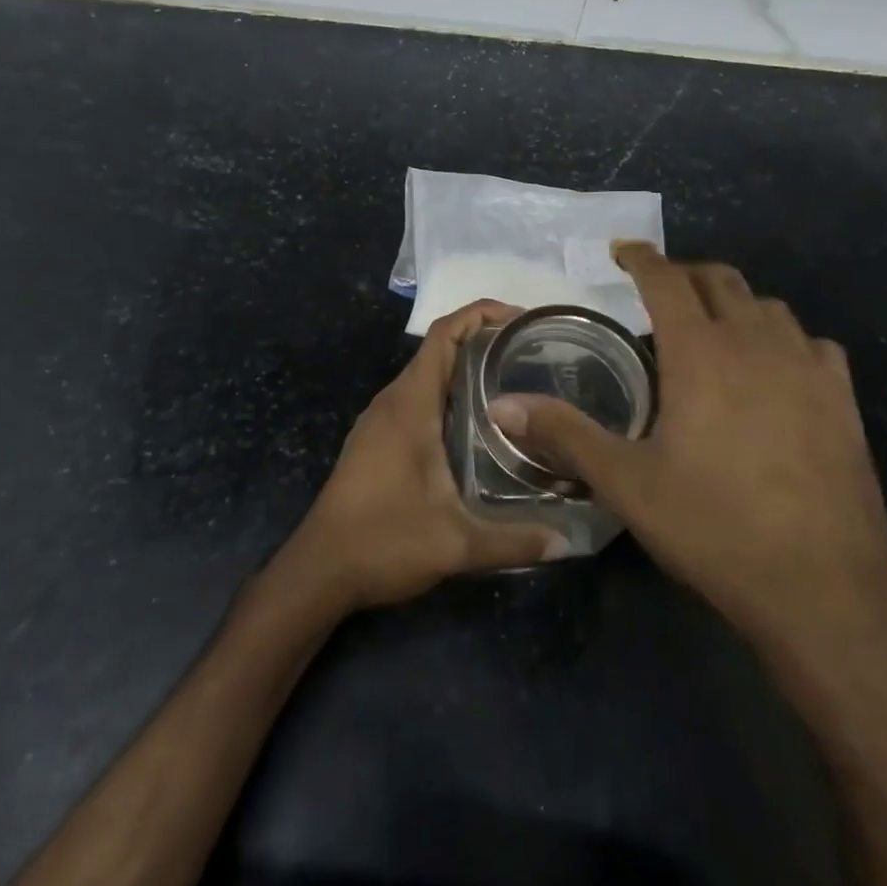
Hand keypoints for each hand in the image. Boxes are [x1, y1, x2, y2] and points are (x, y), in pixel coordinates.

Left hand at [281, 300, 565, 612]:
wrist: (318, 571)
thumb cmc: (382, 542)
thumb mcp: (455, 544)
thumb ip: (513, 541)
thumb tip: (568, 542)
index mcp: (409, 405)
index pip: (444, 335)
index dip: (481, 314)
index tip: (521, 319)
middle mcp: (393, 401)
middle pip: (438, 349)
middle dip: (482, 339)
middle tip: (531, 352)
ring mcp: (380, 420)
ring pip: (427, 374)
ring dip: (464, 367)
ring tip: (513, 379)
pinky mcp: (377, 440)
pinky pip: (417, 397)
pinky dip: (448, 392)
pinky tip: (477, 421)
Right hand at [488, 244, 886, 696]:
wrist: (822, 590)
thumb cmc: (713, 528)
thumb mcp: (627, 484)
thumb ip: (564, 435)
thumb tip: (502, 406)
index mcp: (701, 353)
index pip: (667, 280)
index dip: (641, 258)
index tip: (621, 250)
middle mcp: (757, 344)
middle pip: (720, 280)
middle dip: (685, 274)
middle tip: (659, 291)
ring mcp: (808, 369)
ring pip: (769, 306)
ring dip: (734, 304)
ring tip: (712, 330)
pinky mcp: (844, 400)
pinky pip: (813, 344)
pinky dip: (784, 339)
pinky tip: (775, 370)